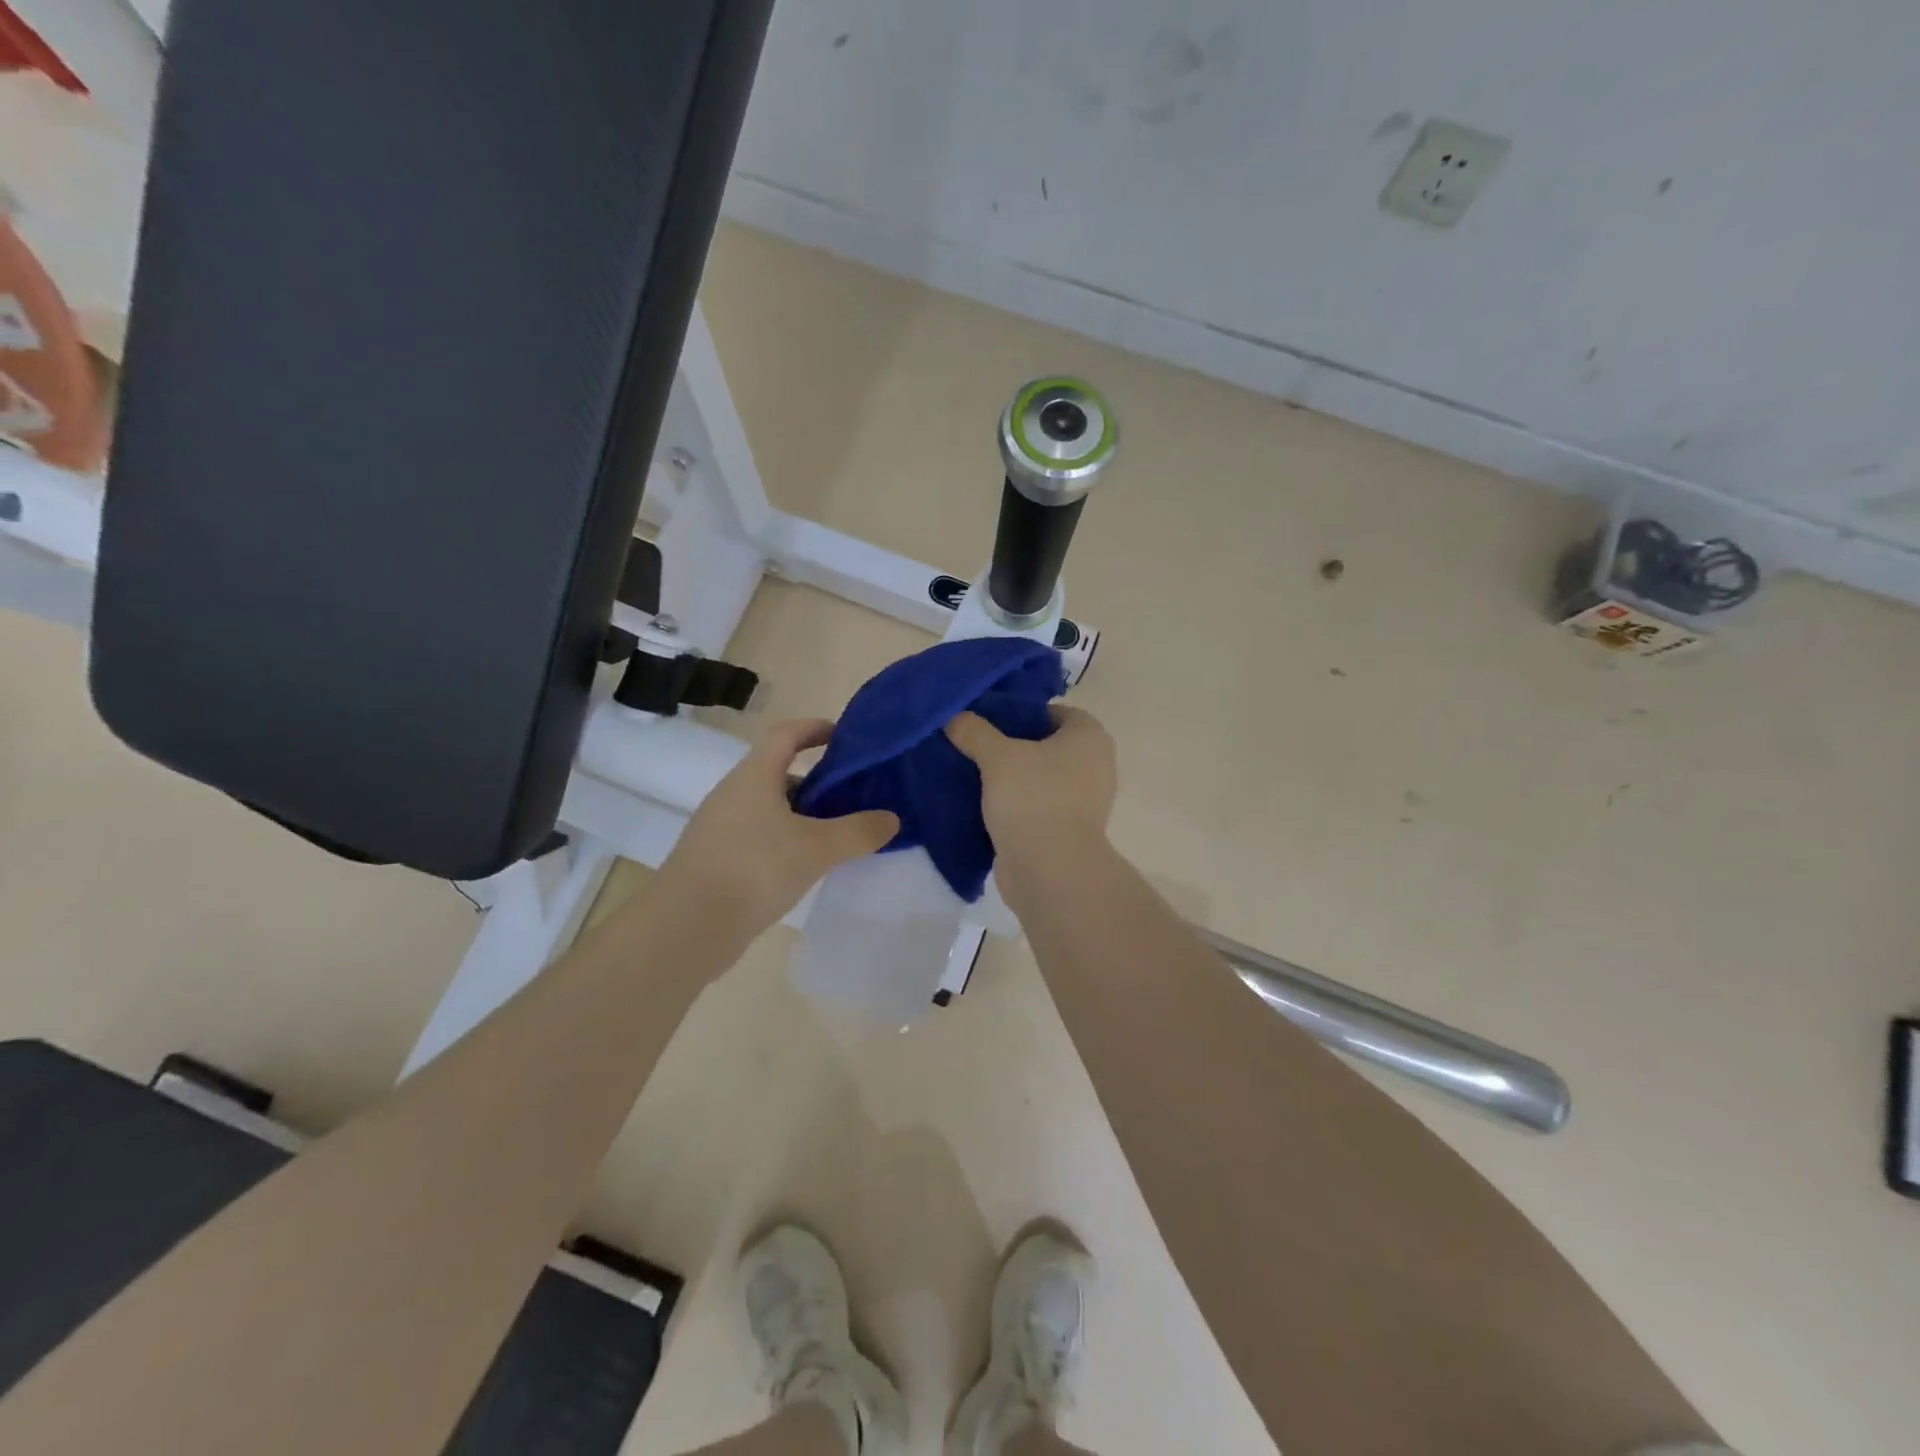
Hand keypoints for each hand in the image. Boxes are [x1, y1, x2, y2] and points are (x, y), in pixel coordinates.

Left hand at [657, 718, 898, 933]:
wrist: (686, 927)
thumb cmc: (754, 869)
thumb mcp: (817, 848)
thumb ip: (859, 831)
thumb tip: (891, 818)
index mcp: (754, 776)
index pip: (786, 734)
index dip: (815, 728)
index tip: (845, 737)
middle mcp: (733, 794)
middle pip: (780, 772)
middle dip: (818, 781)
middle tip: (854, 796)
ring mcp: (721, 827)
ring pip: (770, 808)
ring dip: (803, 815)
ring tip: (838, 836)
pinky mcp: (716, 859)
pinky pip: (759, 837)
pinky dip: (786, 841)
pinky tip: (806, 867)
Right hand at [945, 705, 1117, 863]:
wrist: (1050, 870)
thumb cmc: (1033, 798)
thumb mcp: (997, 756)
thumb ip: (975, 732)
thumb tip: (955, 716)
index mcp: (1090, 737)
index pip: (1054, 711)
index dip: (1021, 713)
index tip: (988, 720)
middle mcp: (1096, 765)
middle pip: (1047, 745)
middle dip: (1013, 746)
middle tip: (976, 745)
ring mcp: (1085, 802)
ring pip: (1041, 778)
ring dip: (1013, 778)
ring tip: (974, 773)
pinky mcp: (1069, 831)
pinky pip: (1038, 807)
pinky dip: (1017, 805)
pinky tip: (984, 805)